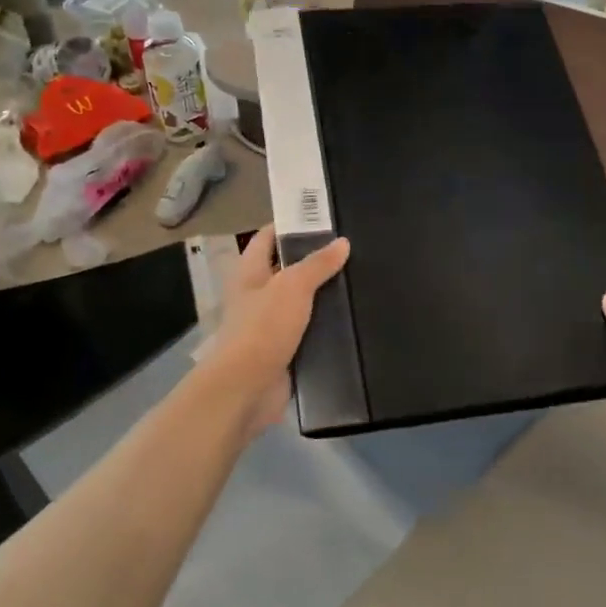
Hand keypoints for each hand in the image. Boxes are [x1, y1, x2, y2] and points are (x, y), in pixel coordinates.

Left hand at [205, 225, 350, 437]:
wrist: (246, 389)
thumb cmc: (263, 328)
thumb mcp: (293, 287)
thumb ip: (318, 264)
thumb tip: (342, 242)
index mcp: (250, 272)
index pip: (268, 237)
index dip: (291, 224)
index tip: (324, 218)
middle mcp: (257, 295)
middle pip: (287, 269)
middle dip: (315, 260)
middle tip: (352, 250)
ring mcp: (269, 325)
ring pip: (301, 302)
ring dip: (324, 296)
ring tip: (359, 281)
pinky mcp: (284, 351)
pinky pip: (309, 331)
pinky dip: (326, 326)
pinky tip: (353, 320)